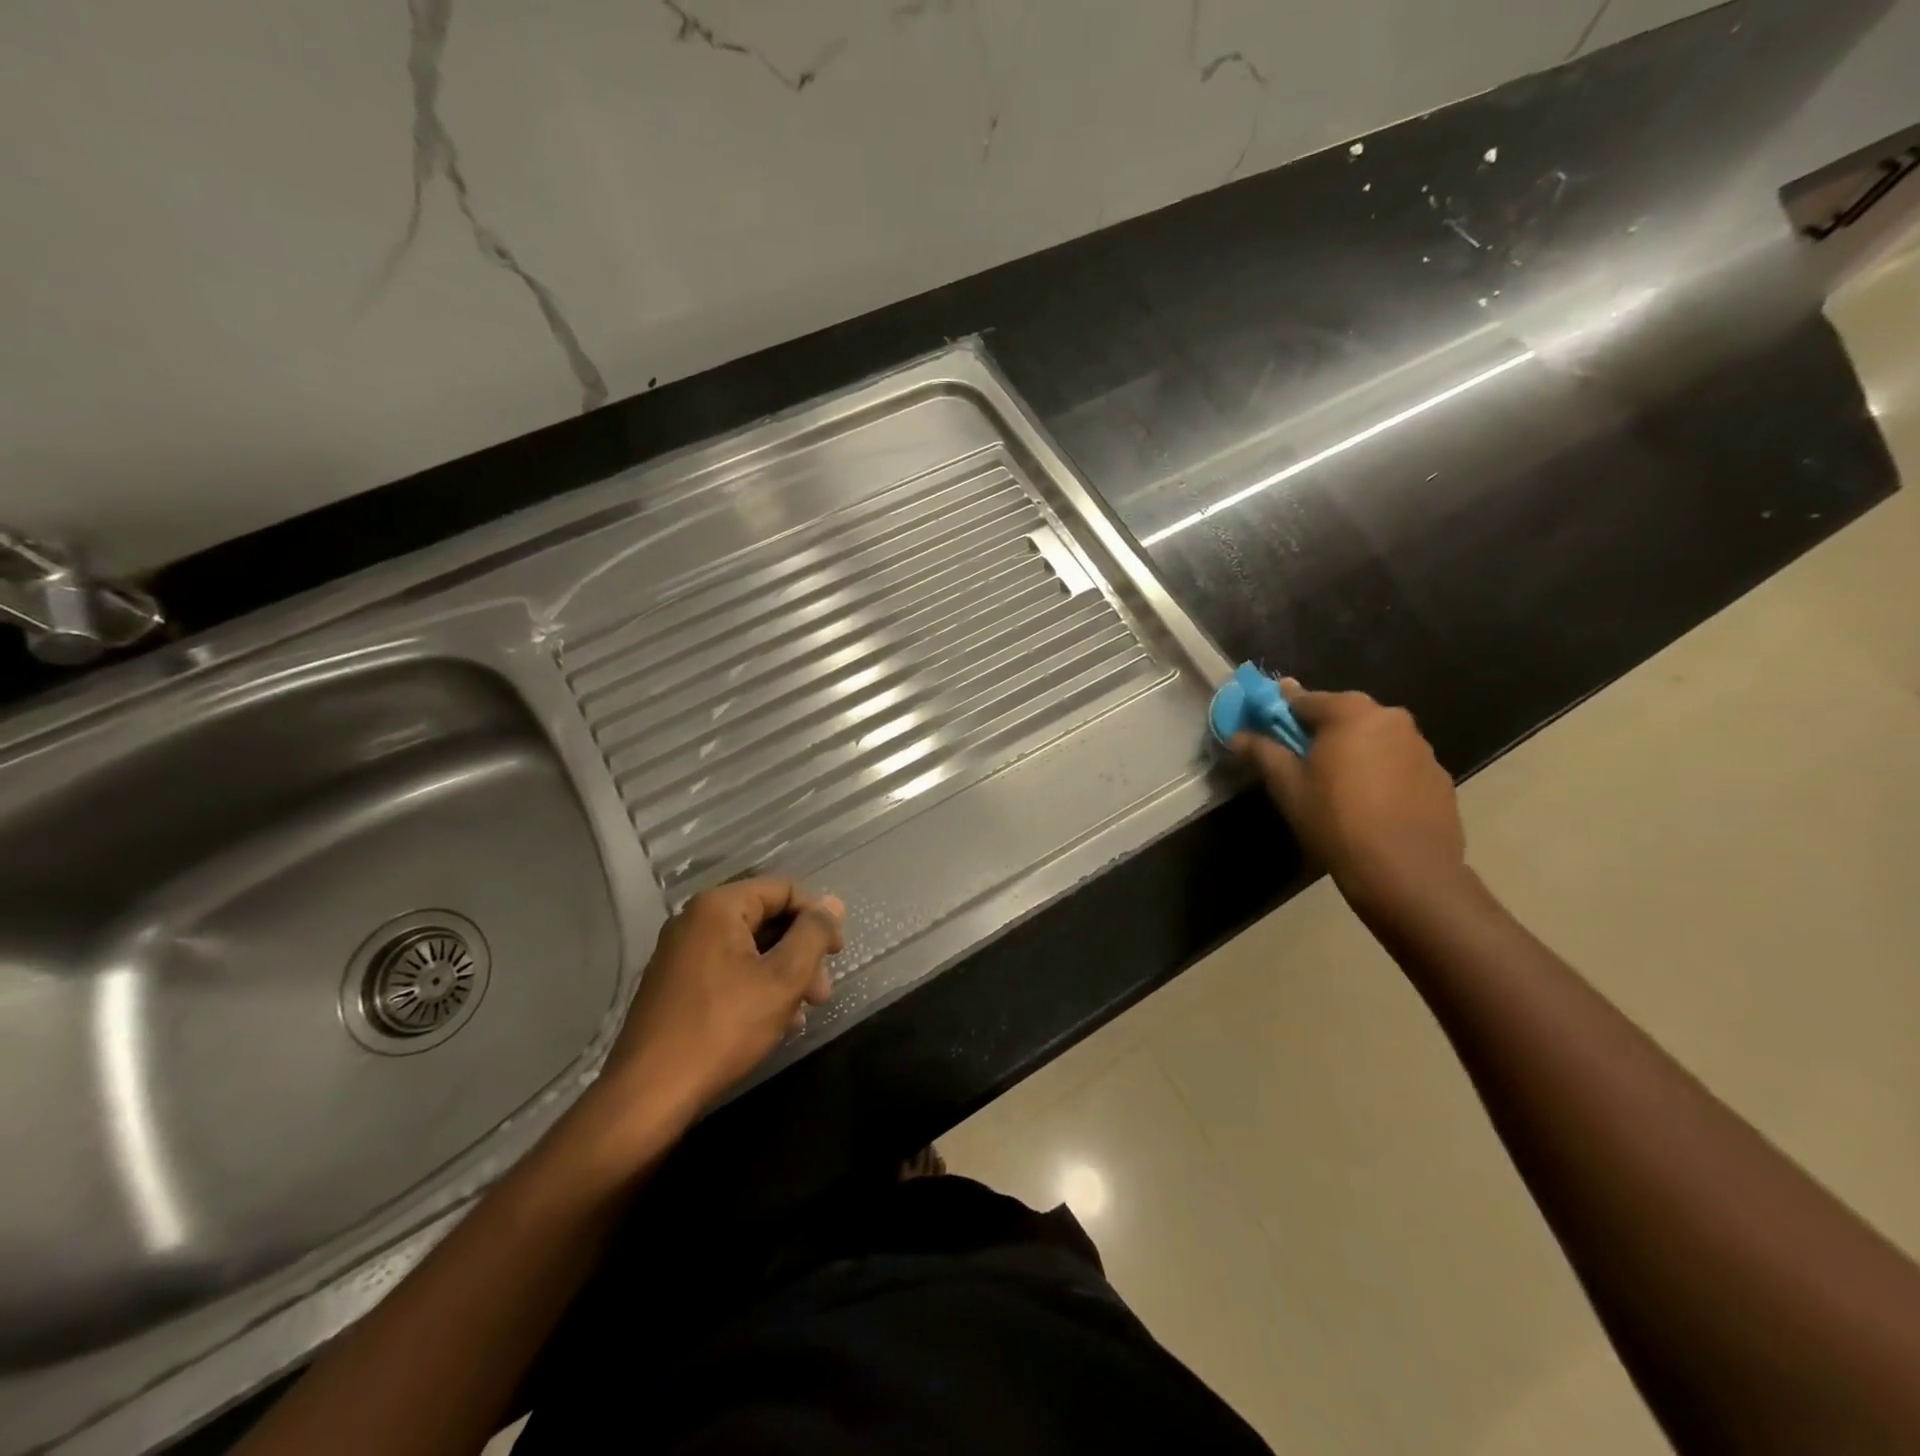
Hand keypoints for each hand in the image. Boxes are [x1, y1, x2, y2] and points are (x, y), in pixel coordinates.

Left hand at [599, 878, 844, 1121]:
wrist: (648, 1095)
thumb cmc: (723, 1028)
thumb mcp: (783, 979)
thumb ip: (813, 934)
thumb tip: (833, 902)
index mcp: (718, 907)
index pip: (783, 890)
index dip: (817, 917)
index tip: (836, 954)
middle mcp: (694, 920)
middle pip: (766, 918)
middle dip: (801, 952)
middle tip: (822, 993)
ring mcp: (680, 953)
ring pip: (749, 948)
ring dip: (783, 974)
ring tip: (801, 1013)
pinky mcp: (674, 984)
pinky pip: (727, 970)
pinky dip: (756, 987)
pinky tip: (774, 1022)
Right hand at [1232, 680, 1465, 913]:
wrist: (1405, 870)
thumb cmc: (1335, 820)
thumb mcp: (1287, 786)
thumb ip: (1262, 751)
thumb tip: (1238, 735)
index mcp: (1351, 712)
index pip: (1305, 699)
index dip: (1281, 711)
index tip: (1266, 724)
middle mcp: (1391, 718)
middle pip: (1344, 715)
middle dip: (1320, 731)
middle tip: (1302, 760)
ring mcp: (1421, 747)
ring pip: (1374, 738)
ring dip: (1353, 751)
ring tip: (1338, 786)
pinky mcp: (1438, 776)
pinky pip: (1398, 763)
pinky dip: (1381, 772)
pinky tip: (1370, 804)